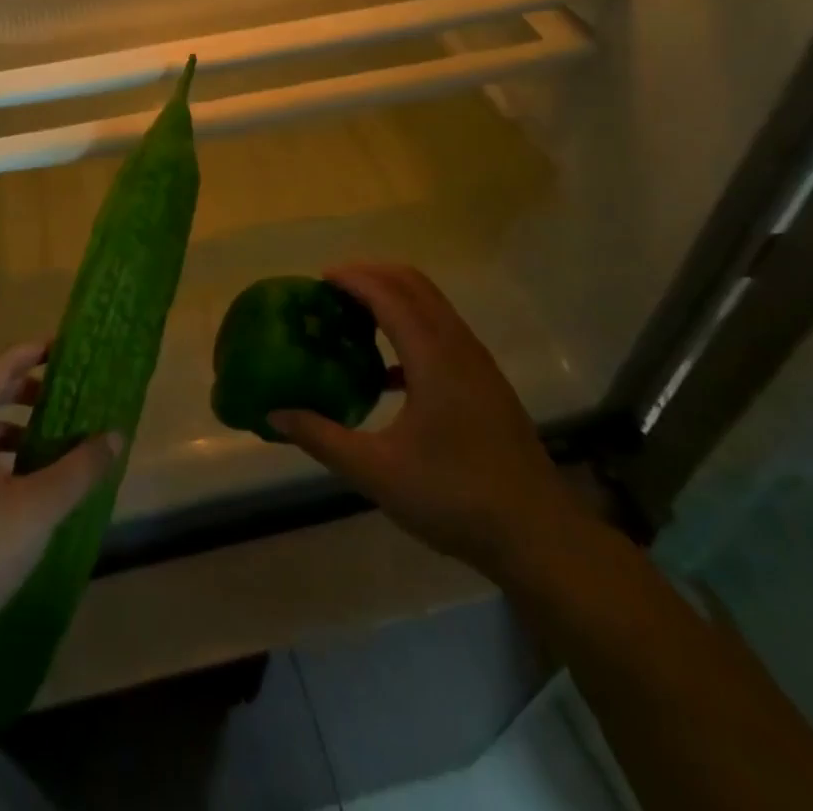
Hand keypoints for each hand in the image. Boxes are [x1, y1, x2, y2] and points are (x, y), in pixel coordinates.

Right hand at [270, 263, 589, 576]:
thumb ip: (322, 437)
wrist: (538, 536)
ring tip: (354, 318)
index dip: (352, 279)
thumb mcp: (377, 471)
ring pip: (432, 305)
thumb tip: (275, 413)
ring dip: (393, 298)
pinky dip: (411, 326)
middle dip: (372, 276)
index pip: (388, 294)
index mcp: (433, 356)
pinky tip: (386, 371)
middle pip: (414, 285)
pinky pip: (442, 332)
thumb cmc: (454, 497)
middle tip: (332, 292)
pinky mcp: (485, 384)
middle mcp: (458, 346)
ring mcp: (477, 364)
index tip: (318, 280)